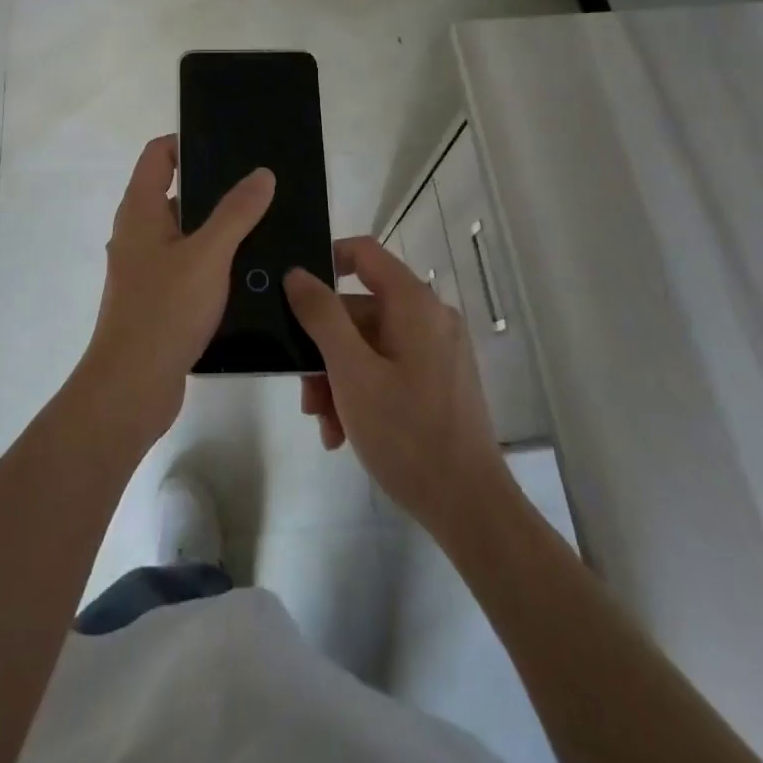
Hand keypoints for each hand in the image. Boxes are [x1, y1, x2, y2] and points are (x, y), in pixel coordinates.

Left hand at [76, 135, 275, 445]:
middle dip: (214, 187)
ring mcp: (145, 268)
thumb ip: (236, 213)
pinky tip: (249, 271)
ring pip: (185, 234)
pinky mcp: (157, 299)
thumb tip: (261, 173)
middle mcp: (137, 233)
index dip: (187, 142)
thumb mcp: (208, 255)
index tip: (228, 144)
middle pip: (175, 193)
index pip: (158, 155)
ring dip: (218, 228)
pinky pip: (188, 266)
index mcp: (140, 211)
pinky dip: (213, 261)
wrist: (131, 387)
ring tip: (265, 225)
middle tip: (260, 185)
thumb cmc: (164, 310)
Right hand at [285, 237, 509, 539]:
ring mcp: (436, 351)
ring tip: (324, 424)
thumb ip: (321, 316)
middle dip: (323, 349)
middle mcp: (429, 317)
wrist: (469, 508)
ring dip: (337, 378)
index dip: (325, 262)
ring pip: (368, 344)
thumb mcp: (351, 372)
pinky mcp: (438, 381)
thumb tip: (296, 274)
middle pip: (359, 310)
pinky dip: (361, 391)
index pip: (363, 253)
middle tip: (305, 394)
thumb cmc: (407, 433)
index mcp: (413, 303)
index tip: (293, 295)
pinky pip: (388, 368)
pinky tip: (343, 433)